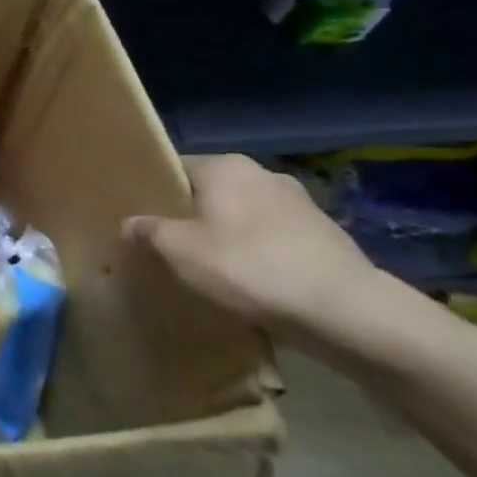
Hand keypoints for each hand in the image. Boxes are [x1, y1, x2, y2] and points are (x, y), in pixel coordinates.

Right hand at [123, 154, 385, 352]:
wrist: (345, 310)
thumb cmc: (248, 267)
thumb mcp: (179, 251)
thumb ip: (148, 232)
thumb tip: (131, 223)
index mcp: (225, 166)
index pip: (175, 168)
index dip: (155, 193)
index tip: (142, 220)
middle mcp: (263, 174)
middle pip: (211, 192)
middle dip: (192, 217)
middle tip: (170, 247)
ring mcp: (300, 204)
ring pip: (244, 216)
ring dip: (228, 237)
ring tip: (210, 270)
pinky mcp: (326, 237)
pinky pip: (275, 240)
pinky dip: (259, 256)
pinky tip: (251, 284)